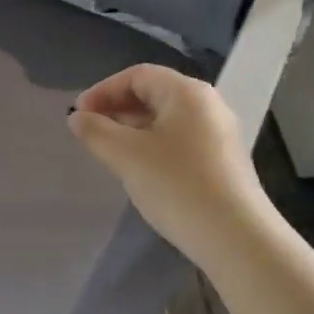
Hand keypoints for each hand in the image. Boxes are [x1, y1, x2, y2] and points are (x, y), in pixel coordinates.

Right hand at [67, 64, 272, 264]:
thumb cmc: (177, 186)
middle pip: (154, 93)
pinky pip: (180, 139)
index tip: (78, 115)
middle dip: (117, 108)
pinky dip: (153, 145)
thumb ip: (96, 132)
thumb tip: (76, 117)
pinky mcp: (223, 161)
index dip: (103, 90)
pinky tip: (140, 170)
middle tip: (90, 132)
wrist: (236, 239)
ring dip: (133, 128)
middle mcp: (208, 105)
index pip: (137, 75)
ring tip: (109, 152)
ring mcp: (219, 133)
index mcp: (187, 93)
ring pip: (166, 119)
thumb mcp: (127, 156)